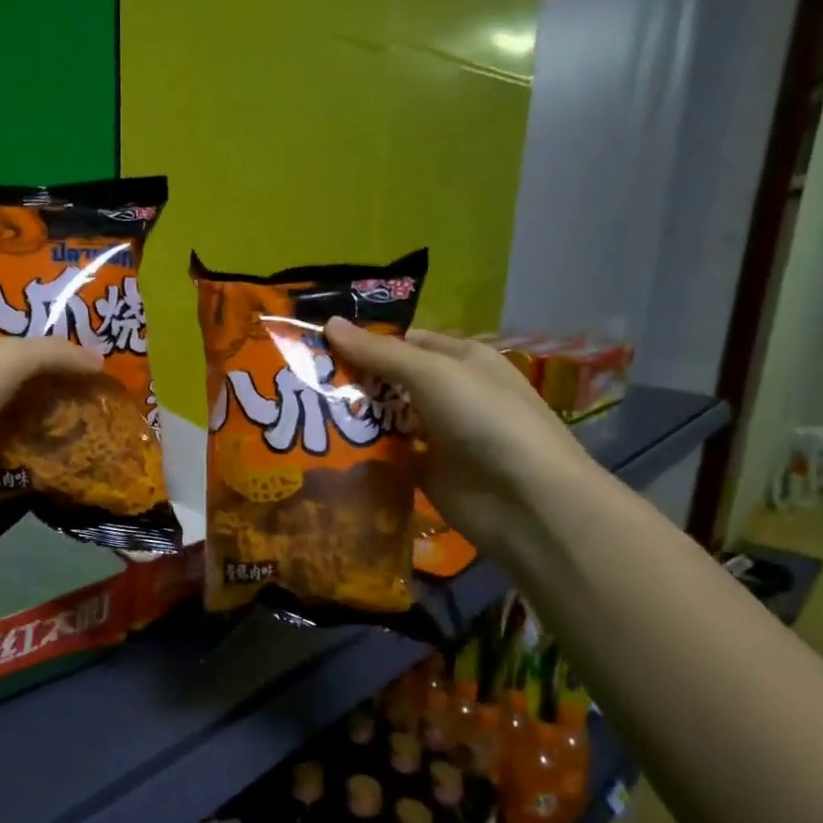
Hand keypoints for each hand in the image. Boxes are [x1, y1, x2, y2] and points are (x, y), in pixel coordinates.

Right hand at [325, 319, 596, 552]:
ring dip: (351, 420)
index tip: (314, 348)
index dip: (361, 342)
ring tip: (300, 418)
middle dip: (349, 382)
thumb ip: (379, 353)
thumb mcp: (432, 373)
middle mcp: (448, 393)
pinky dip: (363, 455)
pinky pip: (387, 458)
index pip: (402, 342)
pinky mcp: (426, 473)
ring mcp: (437, 435)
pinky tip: (325, 453)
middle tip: (296, 385)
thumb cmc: (484, 419)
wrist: (525, 500)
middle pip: (389, 382)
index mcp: (458, 359)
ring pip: (385, 420)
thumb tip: (329, 323)